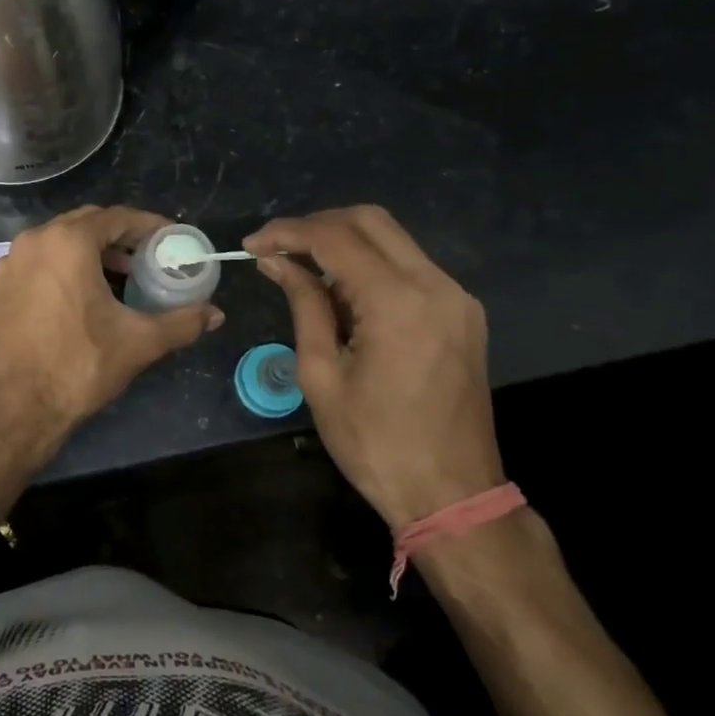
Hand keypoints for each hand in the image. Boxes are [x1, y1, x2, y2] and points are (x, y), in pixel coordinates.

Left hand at [0, 206, 224, 456]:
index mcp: (67, 242)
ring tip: (115, 279)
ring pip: (55, 244)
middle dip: (118, 238)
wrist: (13, 410)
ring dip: (87, 254)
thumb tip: (215, 315)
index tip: (170, 239)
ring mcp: (7, 265)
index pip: (116, 217)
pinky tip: (75, 300)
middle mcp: (32, 242)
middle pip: (84, 225)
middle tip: (145, 259)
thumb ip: (182, 323)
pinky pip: (34, 266)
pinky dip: (59, 271)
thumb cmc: (78, 366)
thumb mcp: (138, 342)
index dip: (148, 226)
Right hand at [245, 206, 502, 528]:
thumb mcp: (322, 375)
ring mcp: (456, 297)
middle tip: (277, 249)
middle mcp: (436, 285)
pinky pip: (411, 267)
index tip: (251, 245)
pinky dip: (371, 266)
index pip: (335, 238)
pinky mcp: (463, 313)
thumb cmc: (376, 443)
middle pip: (371, 220)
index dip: (287, 233)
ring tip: (302, 271)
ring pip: (393, 240)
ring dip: (344, 244)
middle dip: (317, 225)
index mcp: (398, 302)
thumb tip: (276, 262)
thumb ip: (304, 305)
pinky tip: (343, 293)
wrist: (453, 495)